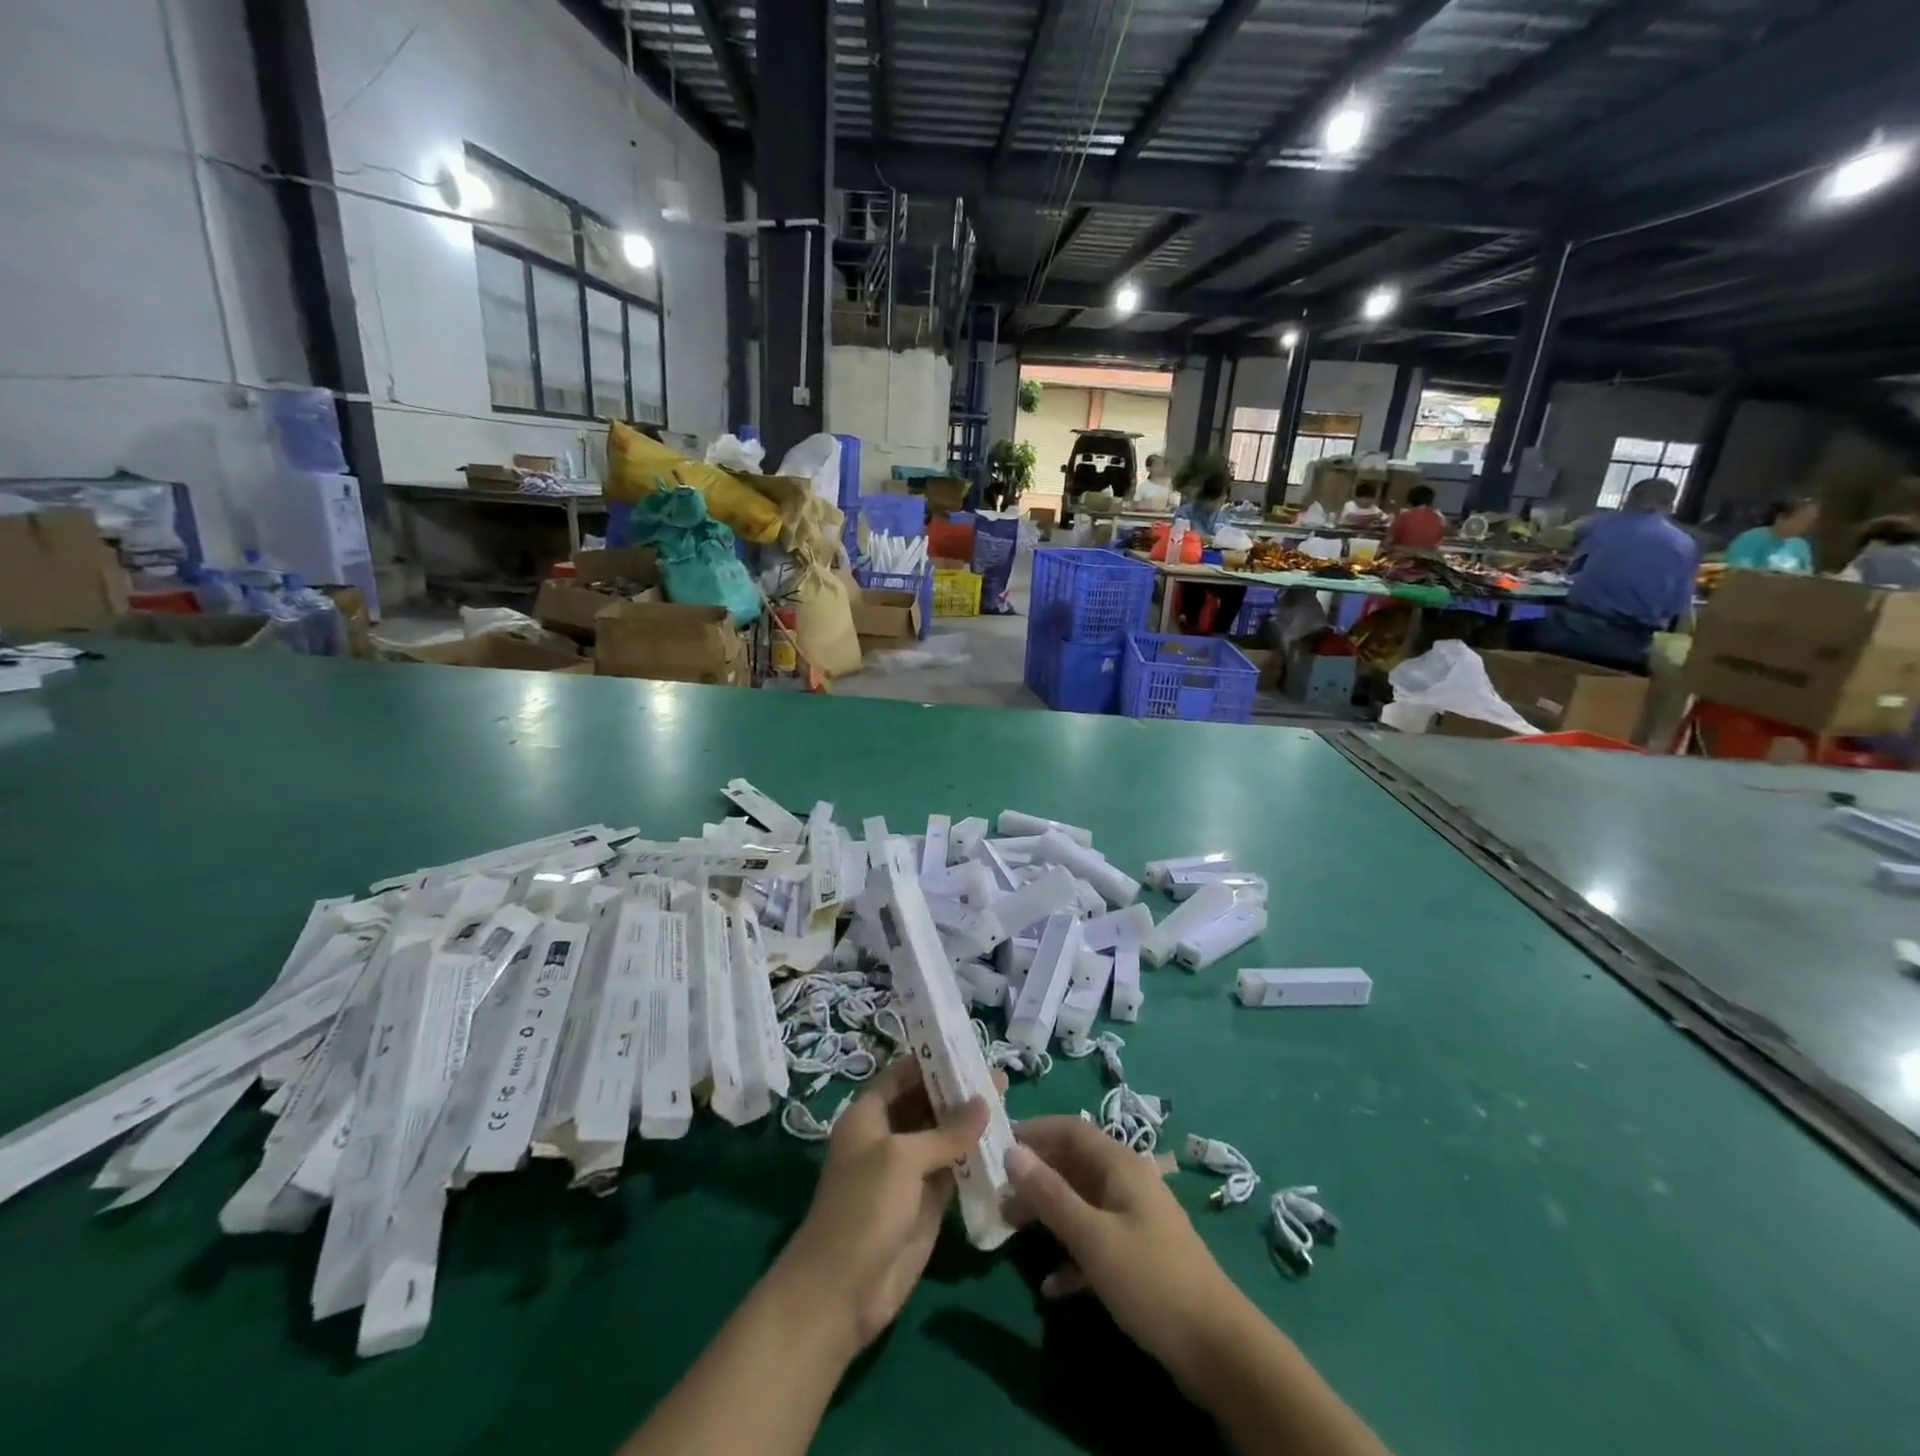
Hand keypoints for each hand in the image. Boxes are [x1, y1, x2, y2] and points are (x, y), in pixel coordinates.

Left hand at [776, 1056, 991, 1351]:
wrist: (842, 1291)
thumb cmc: (863, 1208)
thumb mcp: (903, 1159)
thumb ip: (946, 1131)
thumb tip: (984, 1100)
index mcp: (869, 1115)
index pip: (903, 1074)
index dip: (931, 1060)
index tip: (967, 1047)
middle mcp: (888, 1136)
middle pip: (926, 1102)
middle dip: (958, 1090)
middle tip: (998, 1076)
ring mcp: (908, 1171)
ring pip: (943, 1136)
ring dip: (970, 1123)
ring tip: (1008, 1102)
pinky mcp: (926, 1202)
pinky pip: (954, 1169)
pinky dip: (975, 1157)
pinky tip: (1003, 1144)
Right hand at [1006, 1116, 1244, 1394]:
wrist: (1218, 1348)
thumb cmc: (1151, 1279)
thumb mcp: (1093, 1238)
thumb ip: (1050, 1194)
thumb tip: (1011, 1152)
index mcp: (1120, 1165)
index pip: (1070, 1129)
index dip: (1034, 1132)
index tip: (997, 1145)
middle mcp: (1127, 1182)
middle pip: (1073, 1164)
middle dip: (1036, 1176)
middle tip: (997, 1193)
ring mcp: (1134, 1218)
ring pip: (1081, 1202)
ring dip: (1048, 1213)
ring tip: (1011, 1230)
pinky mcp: (1138, 1255)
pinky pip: (1095, 1240)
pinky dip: (1071, 1254)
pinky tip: (1051, 1286)